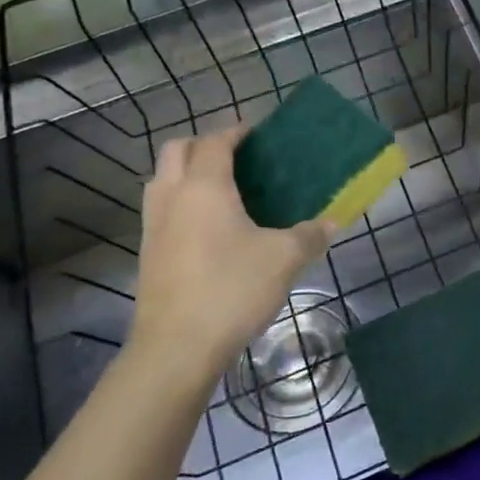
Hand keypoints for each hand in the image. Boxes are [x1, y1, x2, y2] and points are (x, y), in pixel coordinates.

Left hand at [126, 127, 332, 393]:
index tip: (259, 134)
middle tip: (238, 157)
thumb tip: (331, 222)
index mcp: (205, 187)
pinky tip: (210, 227)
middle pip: (177, 150)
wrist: (177, 347)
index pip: (215, 142)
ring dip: (187, 172)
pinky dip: (181, 201)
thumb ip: (310, 235)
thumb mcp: (284, 259)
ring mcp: (153, 226)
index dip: (236, 132)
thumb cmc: (232, 289)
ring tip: (223, 188)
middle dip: (205, 144)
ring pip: (162, 179)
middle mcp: (172, 197)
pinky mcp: (148, 253)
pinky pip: (162, 209)